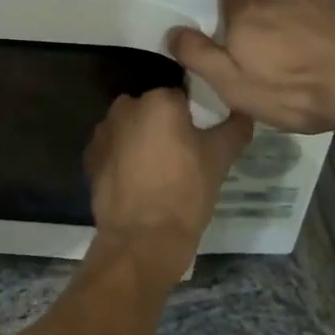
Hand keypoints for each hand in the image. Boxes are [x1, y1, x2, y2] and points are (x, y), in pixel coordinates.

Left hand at [83, 88, 251, 284]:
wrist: (143, 238)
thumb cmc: (186, 191)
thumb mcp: (220, 157)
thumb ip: (235, 128)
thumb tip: (244, 113)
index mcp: (159, 100)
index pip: (181, 97)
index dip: (192, 117)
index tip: (200, 138)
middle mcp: (125, 107)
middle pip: (151, 111)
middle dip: (163, 127)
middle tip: (181, 156)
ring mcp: (103, 132)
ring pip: (130, 129)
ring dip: (141, 141)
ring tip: (158, 172)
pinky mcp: (90, 158)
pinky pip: (113, 150)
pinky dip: (123, 160)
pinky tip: (137, 183)